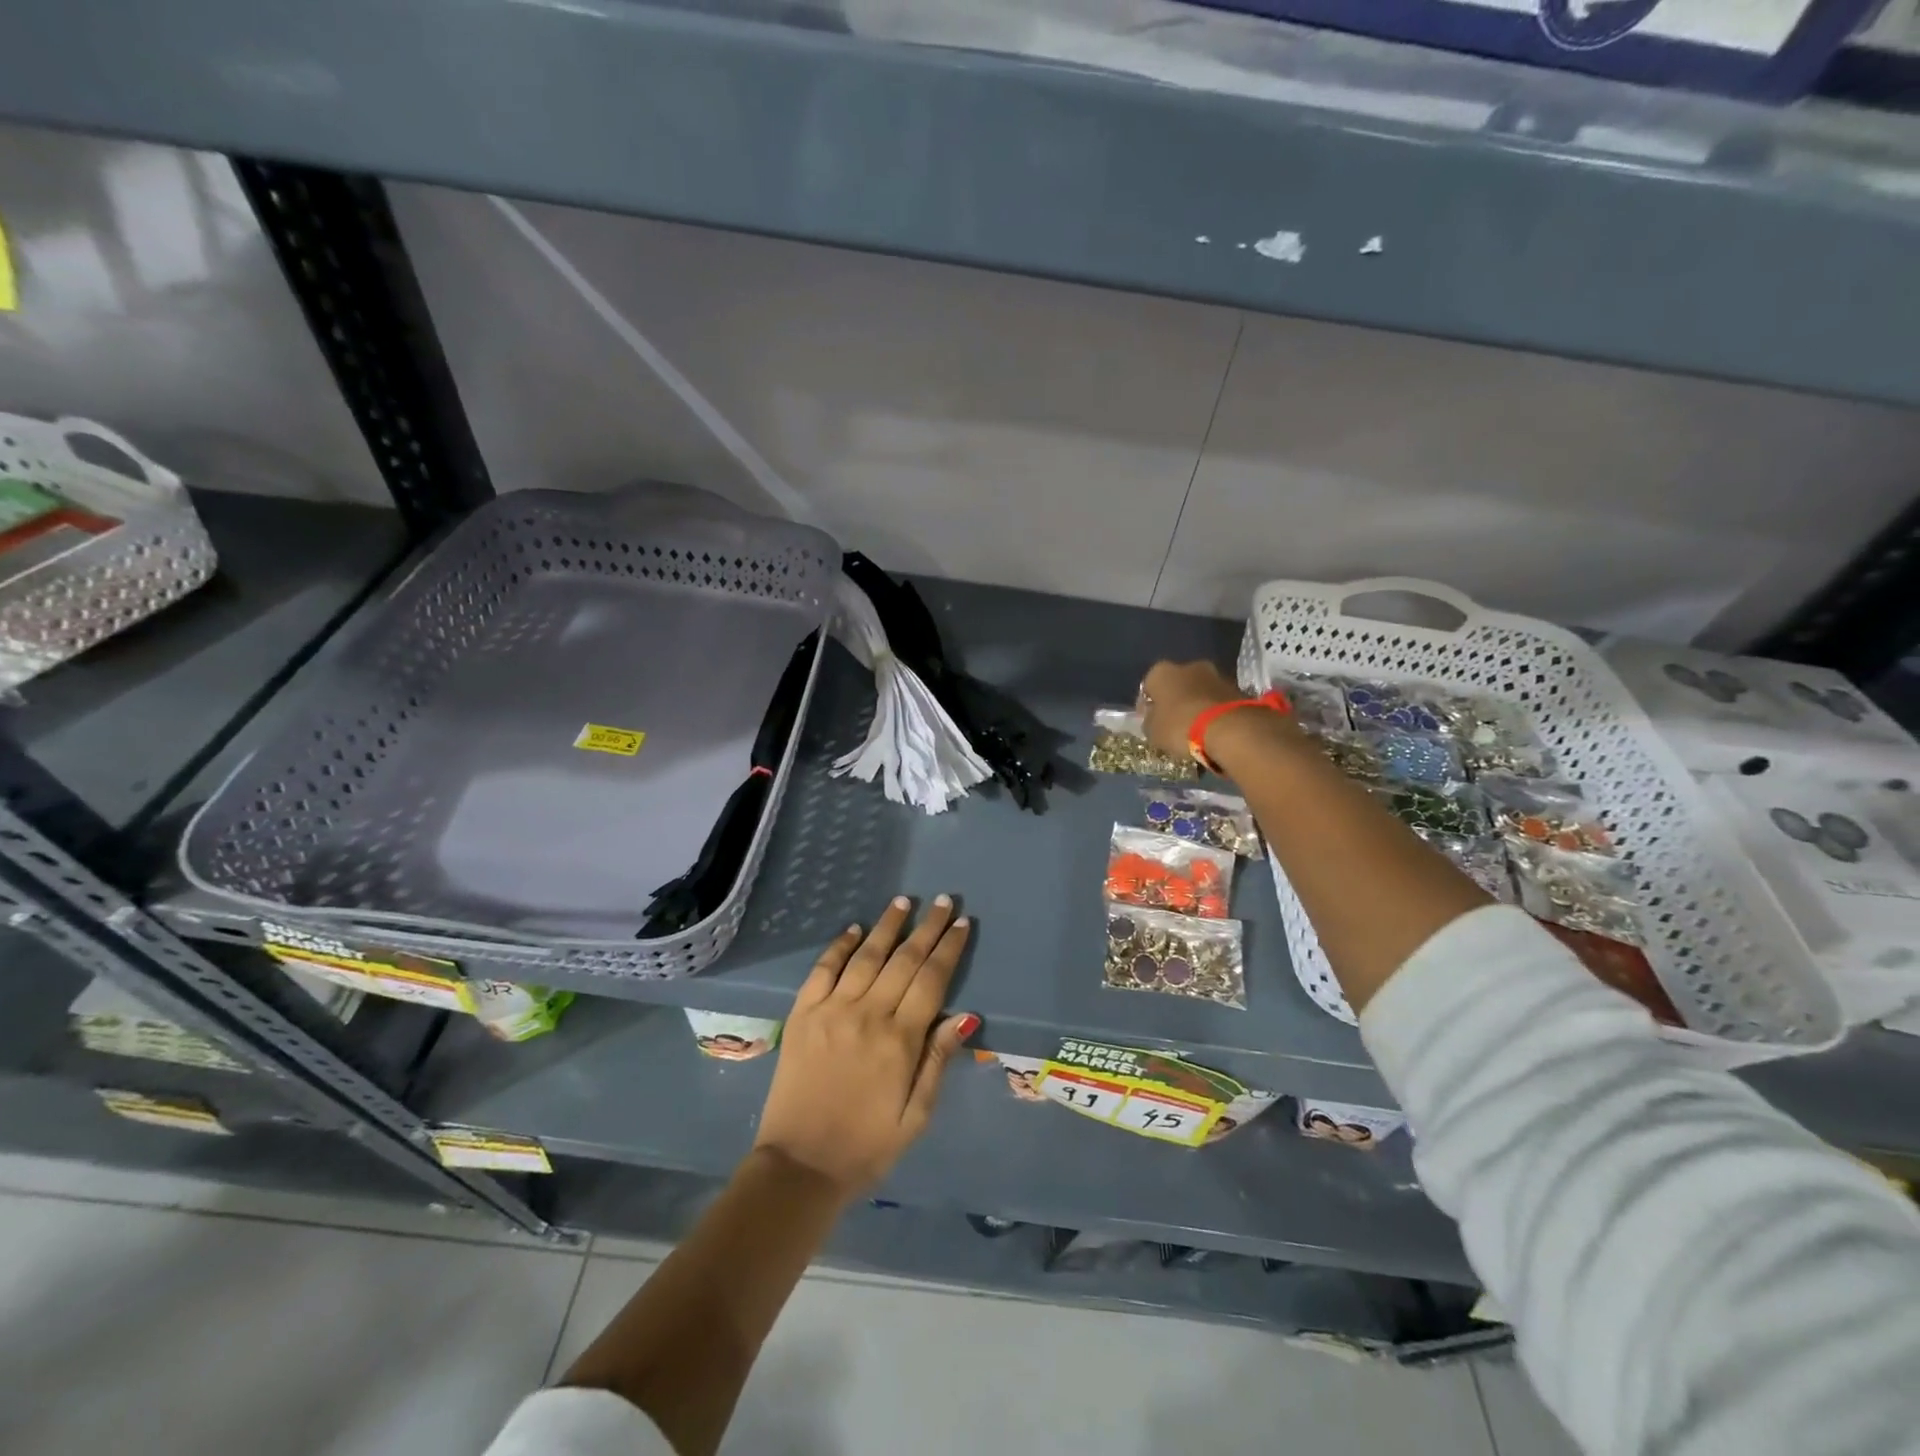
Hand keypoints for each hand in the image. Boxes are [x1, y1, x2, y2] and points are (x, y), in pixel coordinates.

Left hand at [754, 896, 976, 1202]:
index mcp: (900, 1040)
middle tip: (941, 901)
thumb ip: (938, 1062)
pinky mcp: (802, 1014)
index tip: (961, 923)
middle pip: (904, 959)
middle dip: (926, 928)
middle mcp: (867, 1014)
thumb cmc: (867, 1147)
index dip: (948, 949)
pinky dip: (839, 945)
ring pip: (866, 956)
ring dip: (887, 926)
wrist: (799, 1166)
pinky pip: (823, 969)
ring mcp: (831, 1010)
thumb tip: (965, 1016)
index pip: (931, 980)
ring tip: (903, 902)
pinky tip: (854, 929)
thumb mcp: (916, 1117)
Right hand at [1138, 659, 1242, 760]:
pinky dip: (1214, 710)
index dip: (1147, 705)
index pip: (1148, 686)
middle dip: (1175, 700)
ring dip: (1197, 704)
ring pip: (1200, 690)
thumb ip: (1150, 721)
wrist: (1230, 728)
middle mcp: (1188, 665)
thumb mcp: (1153, 731)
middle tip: (1174, 723)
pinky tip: (1213, 728)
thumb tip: (1153, 718)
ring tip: (1196, 728)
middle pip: (1177, 684)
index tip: (1149, 722)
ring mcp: (1216, 674)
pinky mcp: (1238, 688)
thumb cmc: (1181, 726)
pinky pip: (1218, 700)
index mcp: (1162, 671)